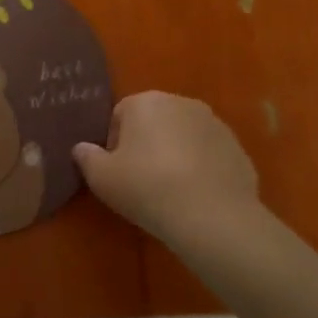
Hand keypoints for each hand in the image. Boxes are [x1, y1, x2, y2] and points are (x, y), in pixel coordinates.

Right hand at [73, 92, 259, 244]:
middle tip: (140, 180)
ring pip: (183, 136)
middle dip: (145, 144)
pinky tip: (195, 196)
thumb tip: (81, 148)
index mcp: (146, 102)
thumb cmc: (147, 188)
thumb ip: (86, 157)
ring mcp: (214, 124)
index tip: (116, 171)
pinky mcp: (236, 147)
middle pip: (154, 121)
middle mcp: (181, 103)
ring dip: (174, 154)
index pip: (120, 115)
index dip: (114, 143)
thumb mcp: (102, 178)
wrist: (212, 216)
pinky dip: (199, 168)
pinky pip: (207, 154)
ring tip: (170, 190)